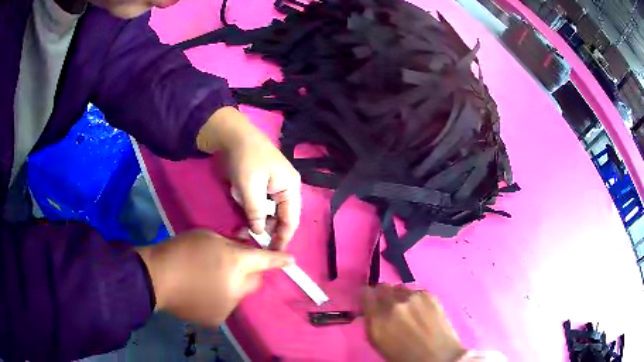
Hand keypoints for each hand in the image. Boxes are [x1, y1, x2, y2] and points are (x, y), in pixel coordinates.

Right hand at [136, 229, 292, 324]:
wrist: (157, 278)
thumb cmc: (181, 250)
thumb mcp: (208, 237)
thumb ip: (231, 244)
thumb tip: (245, 248)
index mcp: (236, 264)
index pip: (265, 261)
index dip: (279, 260)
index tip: (291, 261)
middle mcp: (238, 288)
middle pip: (255, 281)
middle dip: (249, 273)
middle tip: (230, 266)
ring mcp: (228, 306)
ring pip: (239, 294)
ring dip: (232, 286)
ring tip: (209, 279)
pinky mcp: (218, 318)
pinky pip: (226, 305)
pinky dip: (220, 298)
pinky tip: (202, 292)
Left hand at [197, 107, 301, 249]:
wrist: (231, 135)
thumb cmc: (245, 159)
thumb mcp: (250, 187)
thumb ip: (257, 213)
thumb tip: (259, 233)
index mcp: (291, 188)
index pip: (291, 220)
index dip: (283, 237)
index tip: (272, 253)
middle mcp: (286, 189)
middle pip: (280, 217)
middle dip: (267, 230)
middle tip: (251, 240)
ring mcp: (273, 187)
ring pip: (268, 212)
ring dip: (256, 221)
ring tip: (243, 229)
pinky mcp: (260, 185)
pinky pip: (259, 204)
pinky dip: (251, 211)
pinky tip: (241, 214)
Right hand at [362, 284, 466, 361]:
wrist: (437, 356)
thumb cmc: (403, 356)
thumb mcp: (378, 342)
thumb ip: (371, 322)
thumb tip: (369, 309)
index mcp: (378, 318)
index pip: (365, 292)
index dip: (367, 297)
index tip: (369, 302)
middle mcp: (394, 304)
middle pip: (382, 286)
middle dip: (382, 295)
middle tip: (388, 306)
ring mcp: (413, 297)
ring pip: (399, 287)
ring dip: (399, 296)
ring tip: (407, 309)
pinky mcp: (429, 295)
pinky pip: (415, 291)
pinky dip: (414, 298)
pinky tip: (420, 311)